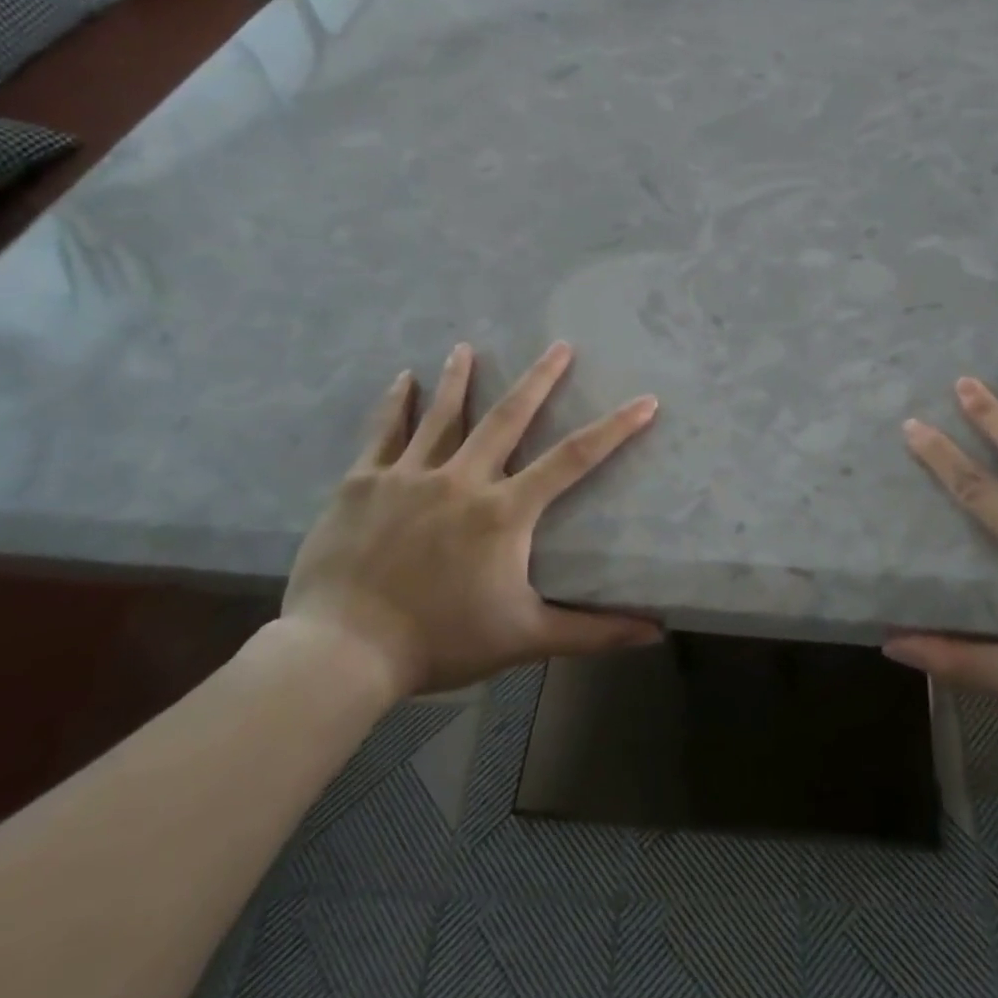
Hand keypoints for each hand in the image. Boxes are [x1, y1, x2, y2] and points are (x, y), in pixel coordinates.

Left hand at [279, 341, 662, 697]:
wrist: (342, 652)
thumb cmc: (440, 643)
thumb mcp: (525, 638)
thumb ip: (592, 632)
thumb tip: (655, 634)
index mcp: (504, 511)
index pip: (573, 459)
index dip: (614, 428)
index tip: (645, 401)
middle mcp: (462, 478)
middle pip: (508, 416)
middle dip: (539, 378)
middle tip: (559, 345)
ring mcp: (409, 475)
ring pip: (443, 414)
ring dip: (460, 377)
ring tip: (468, 345)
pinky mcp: (363, 482)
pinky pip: (384, 432)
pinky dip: (397, 402)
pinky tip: (405, 378)